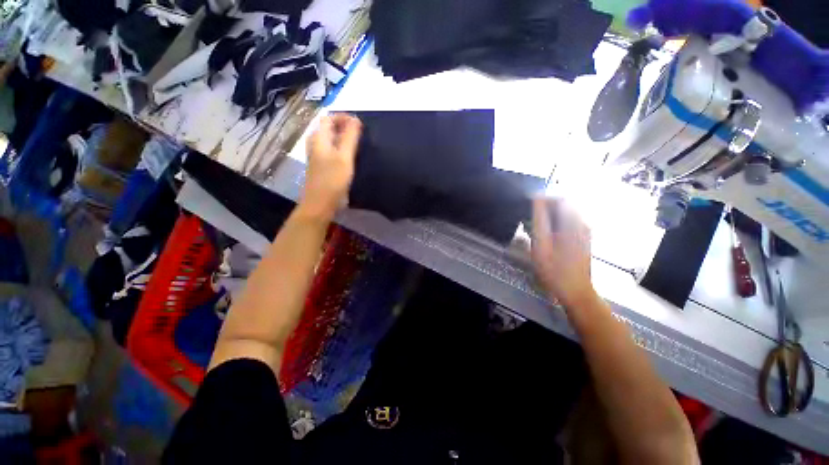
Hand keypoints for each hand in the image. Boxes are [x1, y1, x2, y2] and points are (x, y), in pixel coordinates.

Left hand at [301, 114, 361, 218]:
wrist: (320, 204)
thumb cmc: (332, 180)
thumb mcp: (344, 157)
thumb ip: (349, 137)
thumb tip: (356, 119)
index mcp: (319, 138)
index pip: (329, 118)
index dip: (344, 117)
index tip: (360, 125)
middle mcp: (316, 144)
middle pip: (329, 128)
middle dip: (345, 127)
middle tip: (361, 134)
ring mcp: (318, 156)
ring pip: (331, 140)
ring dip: (344, 138)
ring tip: (359, 144)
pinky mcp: (322, 167)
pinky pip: (332, 150)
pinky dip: (342, 148)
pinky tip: (351, 157)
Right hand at [531, 197, 597, 308]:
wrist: (575, 291)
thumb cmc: (555, 270)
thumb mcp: (541, 245)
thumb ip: (539, 221)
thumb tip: (537, 199)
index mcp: (573, 223)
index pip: (560, 198)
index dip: (543, 198)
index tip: (528, 204)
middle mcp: (582, 224)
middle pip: (563, 205)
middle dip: (545, 208)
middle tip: (529, 219)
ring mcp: (584, 232)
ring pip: (565, 214)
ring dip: (549, 216)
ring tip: (535, 228)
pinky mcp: (583, 239)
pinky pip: (568, 223)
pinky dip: (555, 224)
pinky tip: (546, 236)